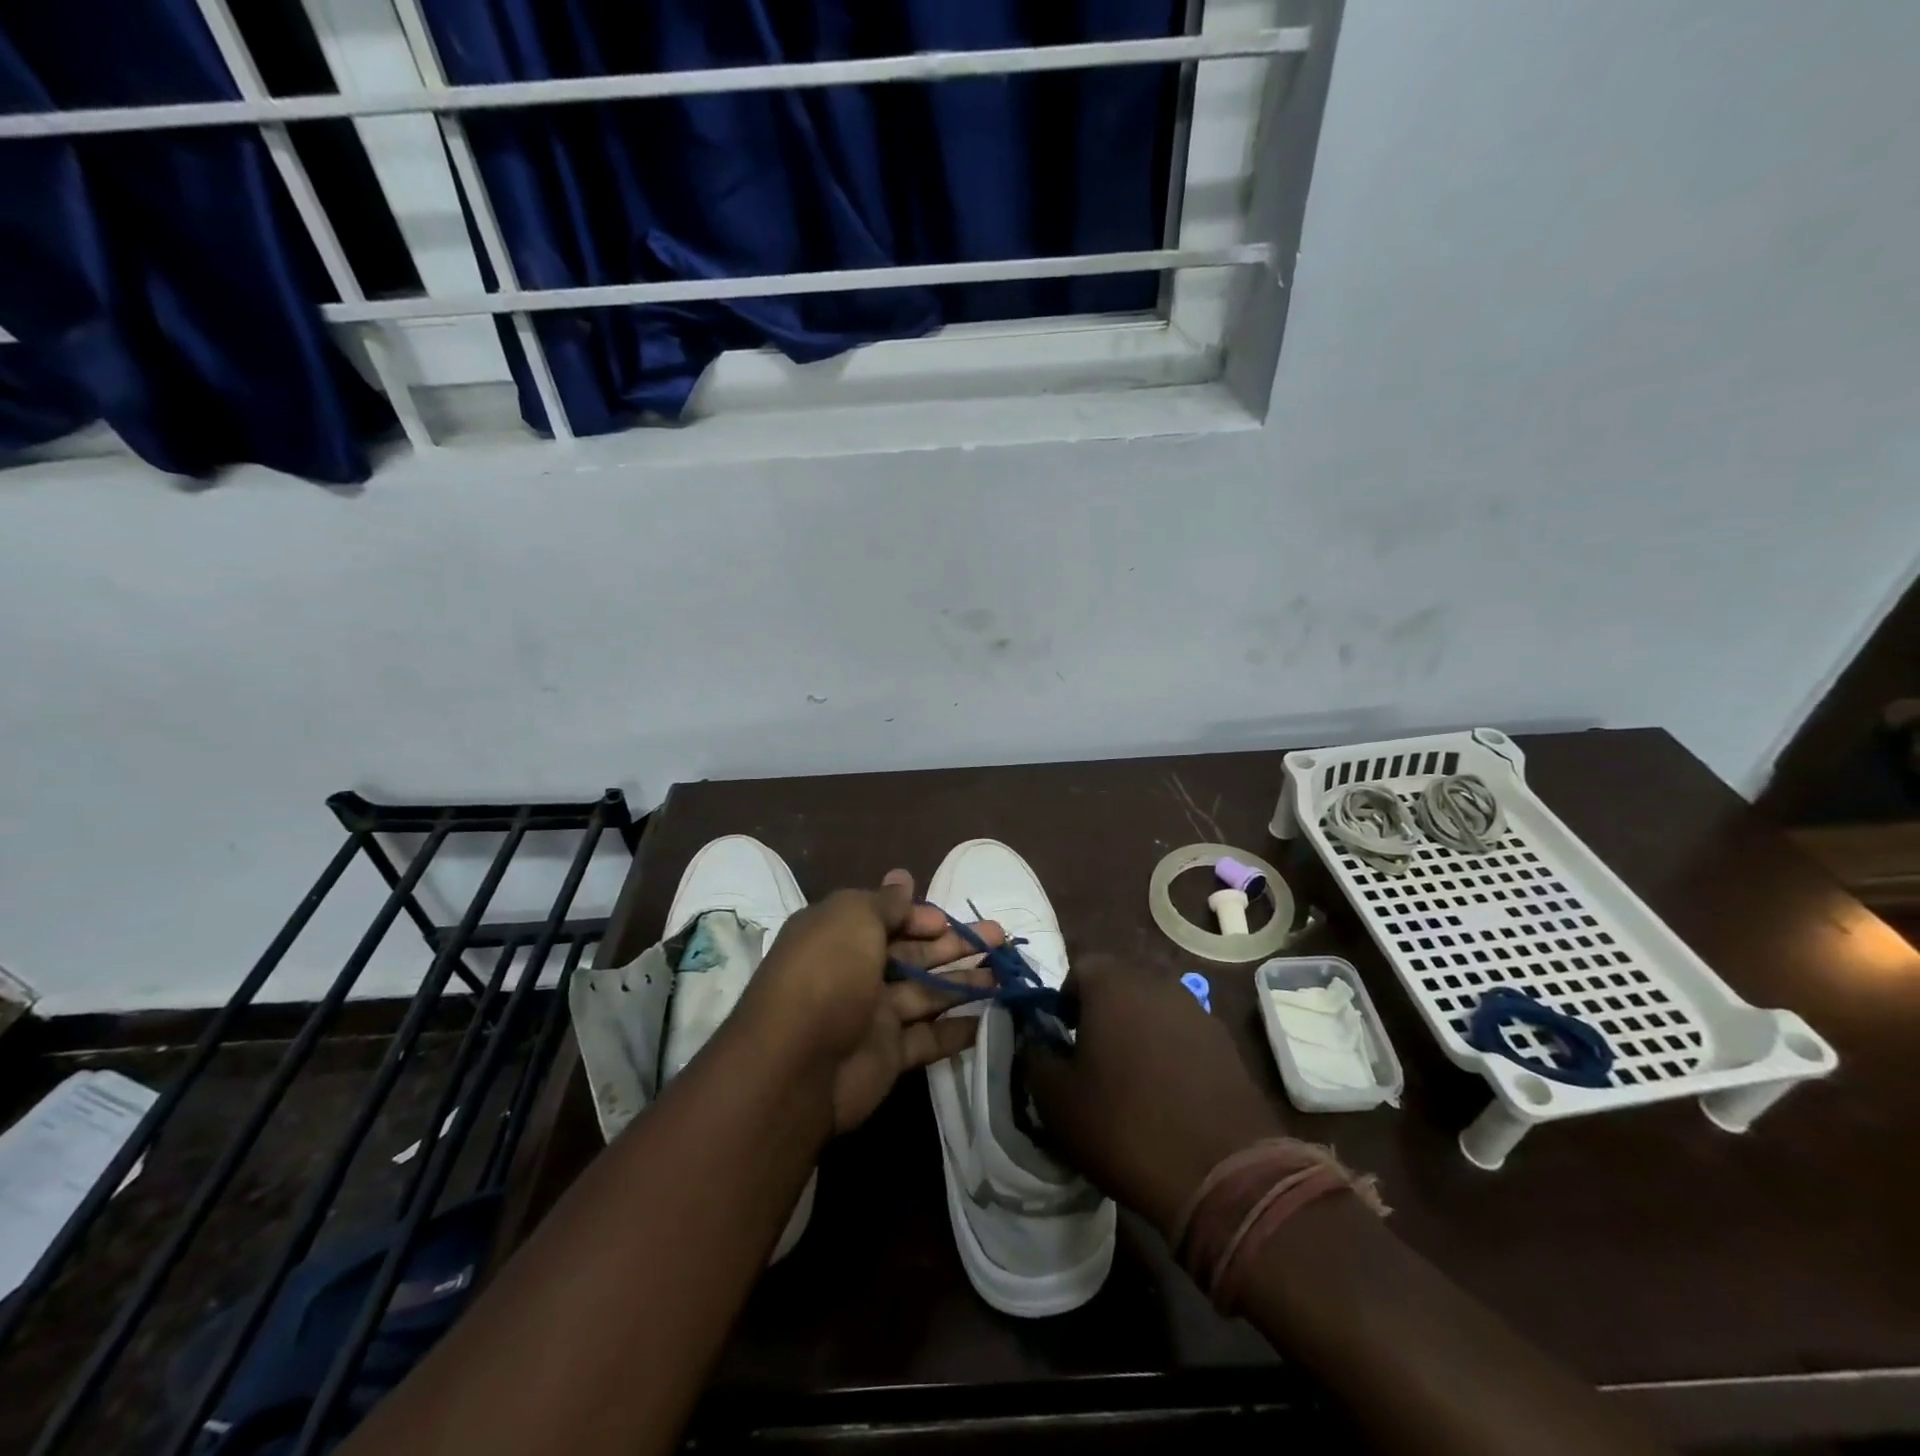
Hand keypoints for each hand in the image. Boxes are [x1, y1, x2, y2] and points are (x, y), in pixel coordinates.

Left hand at [738, 871, 1001, 1132]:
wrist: (798, 1065)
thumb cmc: (828, 973)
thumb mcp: (853, 918)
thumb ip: (885, 902)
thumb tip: (902, 876)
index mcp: (841, 934)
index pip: (888, 919)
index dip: (921, 918)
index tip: (949, 922)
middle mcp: (856, 971)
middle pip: (913, 954)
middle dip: (955, 945)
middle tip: (1000, 939)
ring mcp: (872, 1015)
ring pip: (927, 994)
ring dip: (965, 983)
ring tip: (1004, 977)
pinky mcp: (887, 1056)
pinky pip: (929, 1038)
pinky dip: (958, 1030)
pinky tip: (990, 1020)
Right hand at [1022, 956, 1287, 1238]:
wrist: (1224, 1176)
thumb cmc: (1124, 1127)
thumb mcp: (1056, 1100)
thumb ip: (1036, 1058)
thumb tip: (1036, 1042)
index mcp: (1113, 985)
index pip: (1079, 968)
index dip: (1065, 1000)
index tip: (1063, 1040)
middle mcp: (1158, 984)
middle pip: (1119, 985)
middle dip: (1101, 1014)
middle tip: (1092, 1060)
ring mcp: (1198, 1012)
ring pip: (1153, 1010)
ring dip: (1138, 1033)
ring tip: (1131, 1082)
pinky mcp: (1226, 1045)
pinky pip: (1183, 1036)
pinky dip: (1170, 1054)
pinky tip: (1168, 1097)